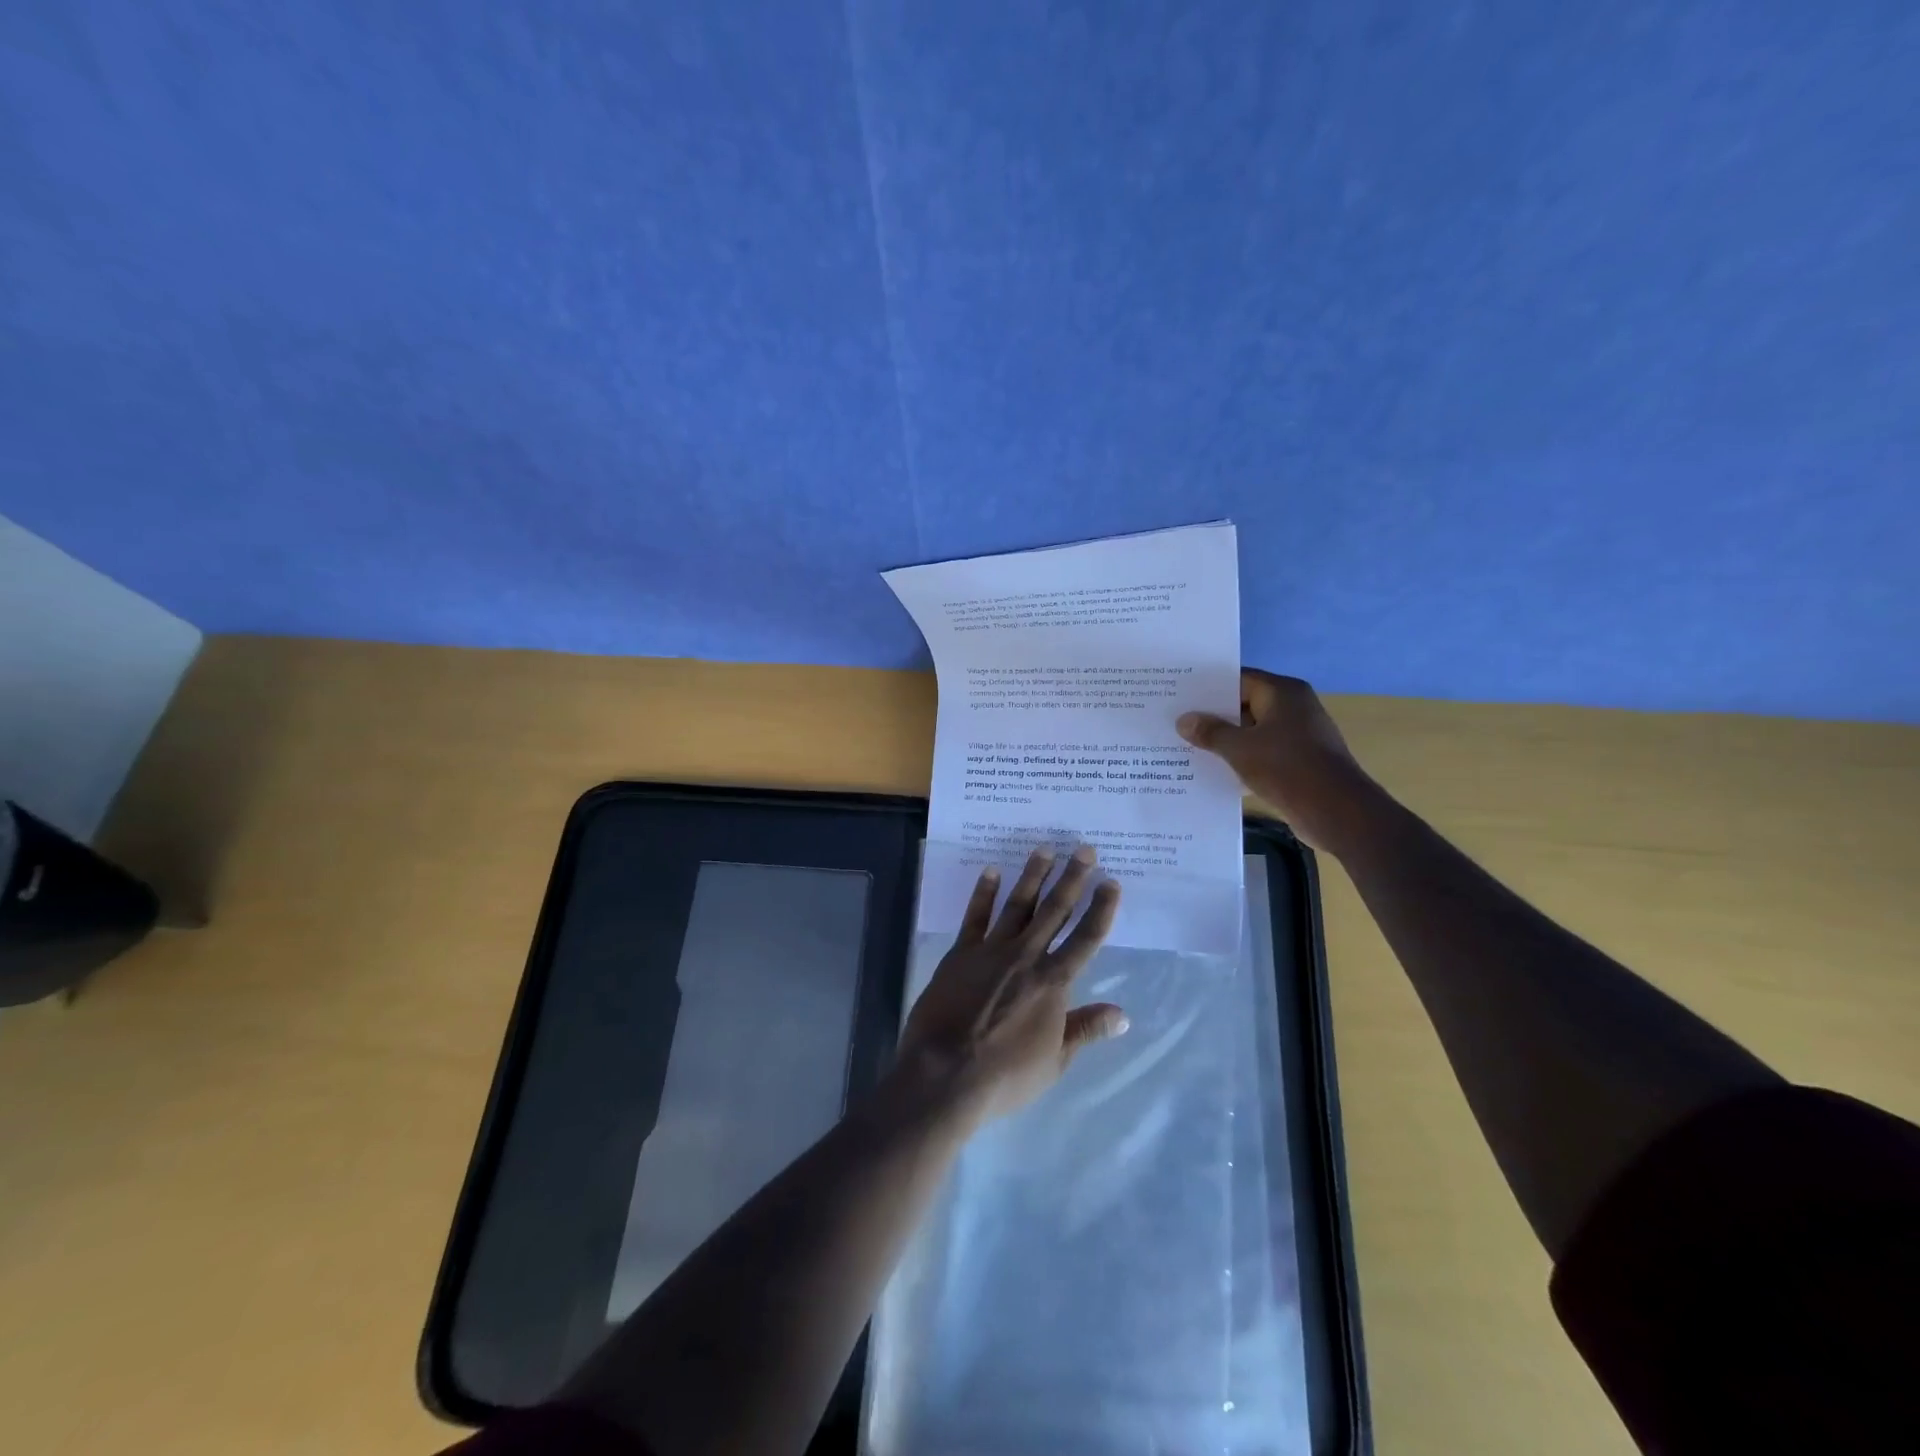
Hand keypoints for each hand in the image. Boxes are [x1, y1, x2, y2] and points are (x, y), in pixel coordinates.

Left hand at [895, 845, 1126, 1126]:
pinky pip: (975, 916)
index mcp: (1053, 982)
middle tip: (1084, 848)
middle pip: (1054, 911)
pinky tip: (992, 871)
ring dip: (1032, 876)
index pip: (1086, 939)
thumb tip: (1122, 1015)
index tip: (1111, 882)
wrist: (946, 1073)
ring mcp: (991, 950)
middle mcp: (1026, 956)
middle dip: (1072, 878)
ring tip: (1044, 849)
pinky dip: (984, 893)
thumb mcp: (1055, 1061)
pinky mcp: (961, 953)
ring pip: (1018, 905)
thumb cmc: (1006, 1075)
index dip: (1101, 909)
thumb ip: (1086, 1030)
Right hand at [1177, 669, 1385, 854]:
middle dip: (1213, 715)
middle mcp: (1293, 707)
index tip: (1179, 696)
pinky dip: (1241, 758)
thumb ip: (1210, 732)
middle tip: (1176, 721)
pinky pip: (1262, 752)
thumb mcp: (1240, 749)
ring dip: (1225, 740)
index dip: (1208, 687)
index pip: (1238, 679)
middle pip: (1244, 704)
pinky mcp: (1299, 760)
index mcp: (1282, 692)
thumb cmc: (1287, 768)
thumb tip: (1184, 720)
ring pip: (1252, 730)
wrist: (1336, 812)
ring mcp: (1298, 734)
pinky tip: (1214, 769)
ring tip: (1187, 746)